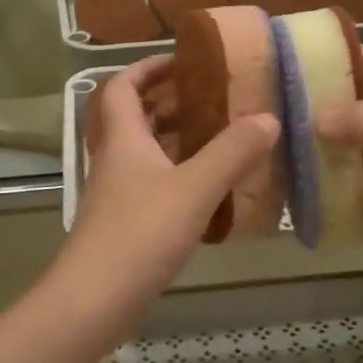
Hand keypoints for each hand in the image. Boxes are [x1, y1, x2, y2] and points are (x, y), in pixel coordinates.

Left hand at [54, 56, 278, 330]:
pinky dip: (175, 176)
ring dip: (172, 139)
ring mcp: (115, 195)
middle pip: (131, 118)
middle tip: (208, 98)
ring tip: (215, 137)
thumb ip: (232, 153)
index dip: (146, 68)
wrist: (93, 301)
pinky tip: (206, 190)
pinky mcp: (123, 224)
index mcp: (123, 140)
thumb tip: (269, 118)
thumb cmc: (139, 234)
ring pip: (141, 153)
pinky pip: (149, 184)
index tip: (180, 61)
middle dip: (166, 102)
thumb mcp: (194, 189)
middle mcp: (114, 161)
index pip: (121, 87)